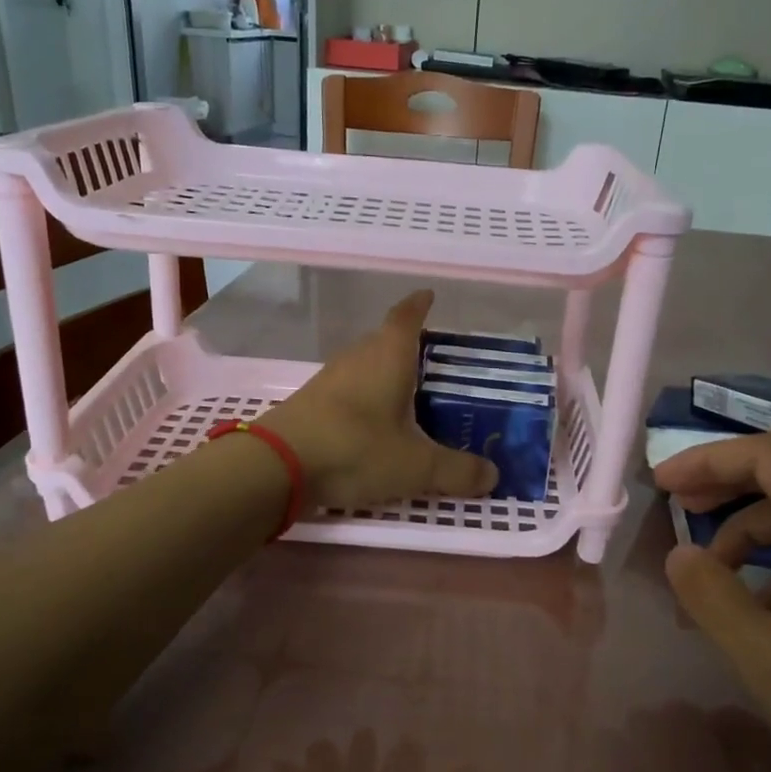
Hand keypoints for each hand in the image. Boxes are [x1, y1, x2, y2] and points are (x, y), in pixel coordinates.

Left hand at [263, 290, 500, 512]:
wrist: (277, 466)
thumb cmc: (356, 449)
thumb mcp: (417, 466)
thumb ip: (457, 471)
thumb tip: (493, 476)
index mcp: (388, 356)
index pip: (406, 317)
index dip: (419, 305)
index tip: (429, 295)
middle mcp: (358, 357)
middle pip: (384, 339)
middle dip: (408, 345)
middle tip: (433, 361)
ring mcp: (330, 378)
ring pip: (364, 364)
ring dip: (384, 372)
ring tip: (408, 393)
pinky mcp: (311, 402)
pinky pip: (348, 388)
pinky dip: (365, 396)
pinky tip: (374, 422)